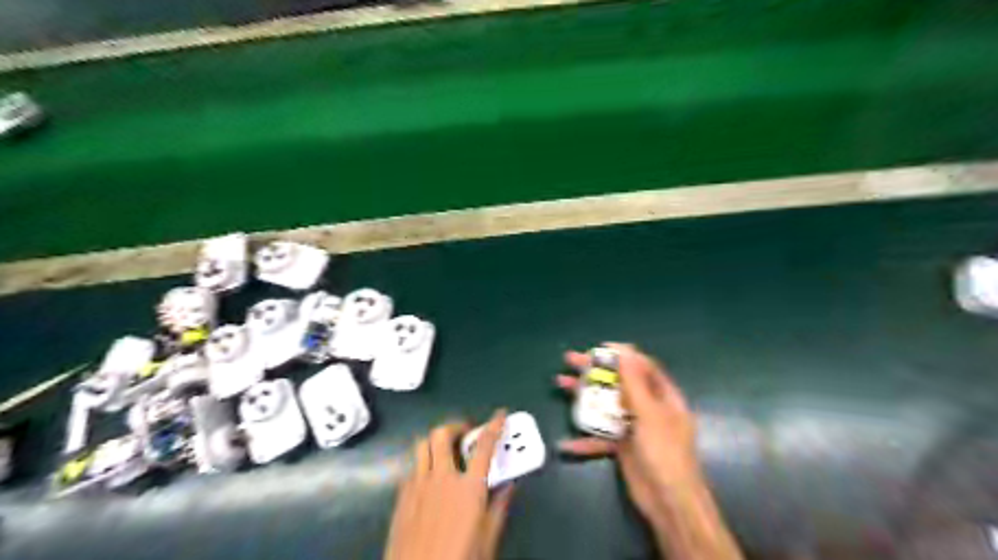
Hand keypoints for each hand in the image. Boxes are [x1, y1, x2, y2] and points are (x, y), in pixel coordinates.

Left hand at [382, 410, 514, 559]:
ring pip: (422, 445)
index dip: (494, 425)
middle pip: (442, 434)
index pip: (484, 446)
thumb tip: (509, 483)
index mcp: (468, 487)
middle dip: (455, 426)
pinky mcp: (401, 497)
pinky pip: (412, 467)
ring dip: (436, 441)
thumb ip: (499, 506)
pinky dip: (423, 463)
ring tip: (446, 450)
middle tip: (466, 434)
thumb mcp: (488, 538)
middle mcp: (441, 478)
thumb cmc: (460, 559)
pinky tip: (430, 479)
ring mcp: (417, 485)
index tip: (500, 413)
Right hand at [559, 344, 695, 522]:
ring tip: (560, 383)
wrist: (669, 503)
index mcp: (662, 396)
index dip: (620, 355)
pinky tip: (565, 443)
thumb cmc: (664, 452)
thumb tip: (624, 350)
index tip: (597, 349)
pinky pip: (600, 436)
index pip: (641, 366)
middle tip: (569, 360)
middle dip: (594, 371)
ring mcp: (633, 426)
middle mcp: (647, 407)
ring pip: (605, 406)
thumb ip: (635, 383)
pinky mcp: (622, 446)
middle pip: (618, 382)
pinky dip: (584, 439)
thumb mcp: (650, 414)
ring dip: (583, 396)